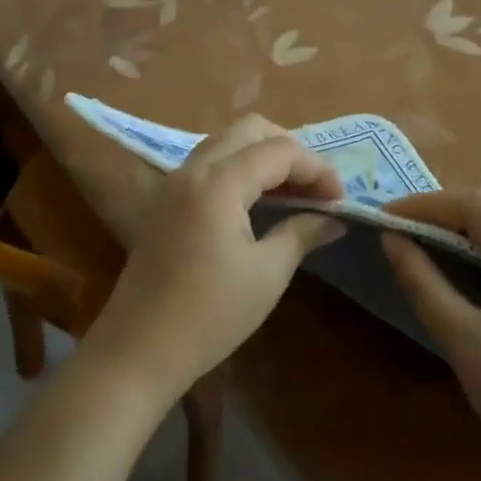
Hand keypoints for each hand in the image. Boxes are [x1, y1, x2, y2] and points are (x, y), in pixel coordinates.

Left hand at [79, 116, 344, 407]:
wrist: (139, 350)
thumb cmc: (209, 315)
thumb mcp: (267, 274)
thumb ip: (302, 233)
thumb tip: (334, 218)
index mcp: (217, 182)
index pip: (279, 151)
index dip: (316, 168)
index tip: (341, 200)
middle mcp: (192, 169)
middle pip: (248, 130)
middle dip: (289, 149)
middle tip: (316, 187)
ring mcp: (174, 183)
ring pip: (226, 143)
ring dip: (263, 157)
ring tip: (293, 193)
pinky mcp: (165, 202)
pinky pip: (209, 164)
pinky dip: (239, 169)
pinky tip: (259, 202)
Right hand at [382, 178, 480, 480]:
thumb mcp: (463, 341)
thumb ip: (422, 281)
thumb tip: (390, 238)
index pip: (480, 205)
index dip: (426, 204)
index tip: (383, 217)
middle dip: (447, 205)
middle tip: (404, 229)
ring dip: (469, 217)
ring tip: (427, 238)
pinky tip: (466, 257)